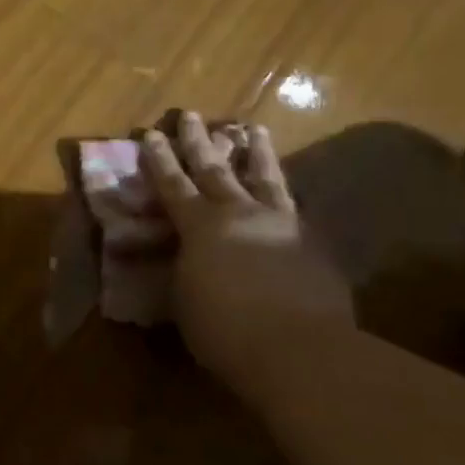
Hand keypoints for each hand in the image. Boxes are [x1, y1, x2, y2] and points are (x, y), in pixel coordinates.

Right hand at [140, 113, 352, 374]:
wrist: (300, 349)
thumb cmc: (225, 330)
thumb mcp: (185, 300)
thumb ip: (183, 270)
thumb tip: (183, 258)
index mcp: (200, 227)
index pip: (174, 185)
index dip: (160, 160)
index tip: (152, 134)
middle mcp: (239, 213)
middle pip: (215, 170)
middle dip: (199, 142)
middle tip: (191, 115)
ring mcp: (281, 223)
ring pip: (265, 177)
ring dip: (256, 152)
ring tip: (255, 129)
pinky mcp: (312, 242)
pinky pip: (294, 206)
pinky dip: (285, 192)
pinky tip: (288, 189)